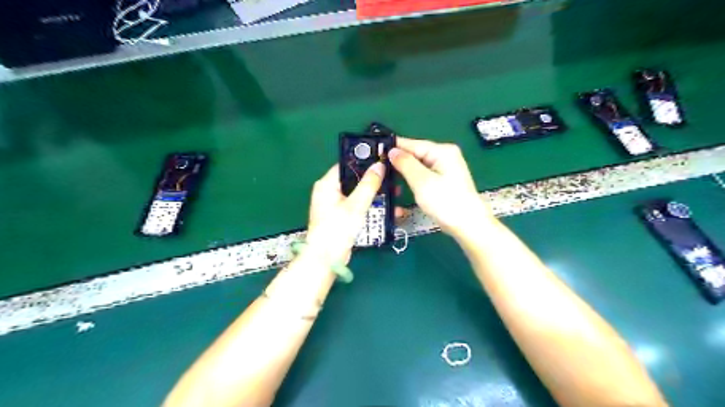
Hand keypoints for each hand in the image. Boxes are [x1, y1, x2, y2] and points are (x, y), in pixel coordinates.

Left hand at [304, 162, 384, 266]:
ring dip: (376, 195)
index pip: (347, 164)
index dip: (365, 161)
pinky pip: (358, 206)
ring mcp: (335, 205)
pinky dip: (371, 207)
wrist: (327, 260)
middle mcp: (329, 191)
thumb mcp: (356, 205)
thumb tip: (379, 165)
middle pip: (355, 180)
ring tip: (395, 194)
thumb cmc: (338, 229)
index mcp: (327, 184)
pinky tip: (388, 210)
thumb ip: (368, 184)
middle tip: (393, 180)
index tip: (383, 160)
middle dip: (375, 181)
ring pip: (359, 194)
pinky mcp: (342, 216)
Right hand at [388, 136, 495, 237]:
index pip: (412, 143)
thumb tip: (392, 151)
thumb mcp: (422, 181)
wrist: (468, 225)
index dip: (394, 147)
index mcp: (442, 151)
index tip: (375, 150)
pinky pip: (424, 174)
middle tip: (378, 167)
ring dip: (404, 171)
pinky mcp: (444, 180)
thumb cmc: (446, 202)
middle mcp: (445, 155)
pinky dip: (413, 179)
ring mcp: (445, 168)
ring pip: (418, 165)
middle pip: (416, 154)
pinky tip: (402, 184)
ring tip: (386, 177)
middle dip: (398, 160)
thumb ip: (405, 164)